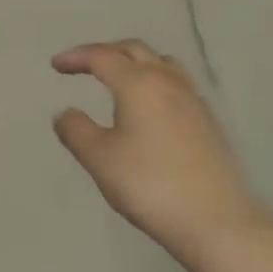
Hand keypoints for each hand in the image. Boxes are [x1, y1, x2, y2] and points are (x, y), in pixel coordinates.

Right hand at [52, 41, 260, 260]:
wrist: (216, 221)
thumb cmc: (150, 184)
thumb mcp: (100, 159)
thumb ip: (76, 131)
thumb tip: (65, 113)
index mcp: (137, 83)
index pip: (102, 56)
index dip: (76, 57)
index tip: (56, 65)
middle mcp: (167, 81)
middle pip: (134, 50)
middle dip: (106, 52)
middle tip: (85, 65)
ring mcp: (193, 99)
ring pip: (161, 63)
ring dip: (135, 63)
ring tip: (120, 79)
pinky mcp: (208, 121)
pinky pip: (176, 84)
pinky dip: (155, 81)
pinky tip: (151, 107)